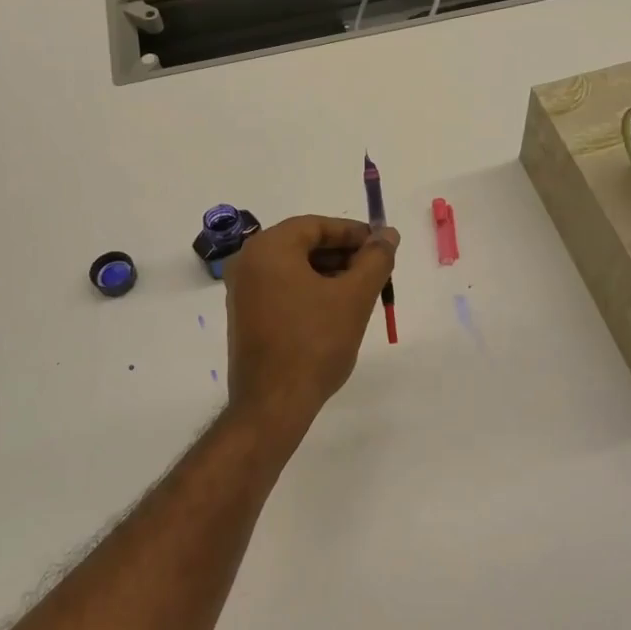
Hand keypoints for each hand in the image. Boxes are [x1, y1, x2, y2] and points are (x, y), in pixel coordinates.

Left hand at [223, 215, 398, 424]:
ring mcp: (242, 291)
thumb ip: (376, 259)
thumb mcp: (354, 297)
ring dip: (329, 274)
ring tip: (362, 292)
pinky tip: (335, 310)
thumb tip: (388, 234)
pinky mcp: (244, 316)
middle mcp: (248, 262)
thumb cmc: (315, 343)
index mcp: (269, 248)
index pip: (317, 226)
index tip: (382, 247)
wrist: (273, 403)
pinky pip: (282, 289)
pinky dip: (310, 291)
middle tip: (376, 271)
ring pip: (294, 268)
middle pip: (304, 244)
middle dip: (343, 255)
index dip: (354, 233)